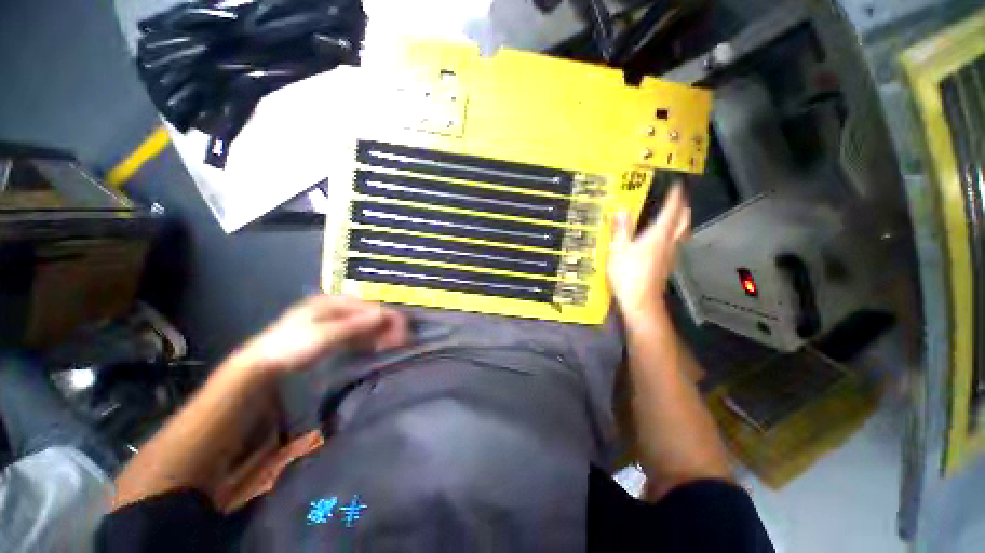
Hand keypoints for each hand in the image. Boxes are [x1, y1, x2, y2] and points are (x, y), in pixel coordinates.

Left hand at [233, 295, 408, 374]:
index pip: (369, 306)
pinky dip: (367, 339)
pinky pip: (355, 333)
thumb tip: (385, 314)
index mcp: (333, 301)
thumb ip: (357, 325)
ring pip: (363, 324)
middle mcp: (335, 307)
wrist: (263, 364)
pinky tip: (377, 345)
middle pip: (368, 314)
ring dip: (378, 333)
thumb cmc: (293, 346)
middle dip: (385, 326)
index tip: (403, 330)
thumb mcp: (326, 335)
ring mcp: (332, 320)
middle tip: (401, 340)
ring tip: (394, 344)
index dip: (388, 317)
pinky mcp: (330, 333)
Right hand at [608, 184, 690, 321]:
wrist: (640, 301)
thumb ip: (621, 230)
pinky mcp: (666, 266)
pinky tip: (664, 240)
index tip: (677, 185)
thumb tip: (621, 210)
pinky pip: (675, 244)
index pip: (671, 211)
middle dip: (683, 208)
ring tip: (675, 216)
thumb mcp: (618, 250)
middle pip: (683, 221)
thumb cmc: (628, 274)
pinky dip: (674, 235)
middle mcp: (669, 243)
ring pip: (682, 233)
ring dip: (681, 221)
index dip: (675, 197)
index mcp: (658, 235)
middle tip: (679, 199)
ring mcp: (670, 256)